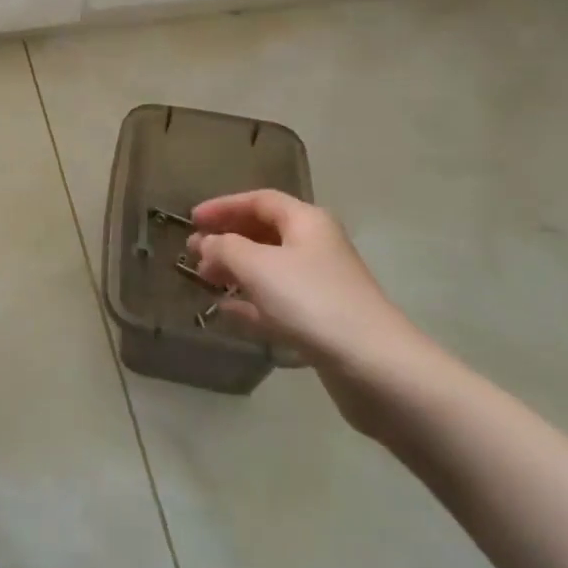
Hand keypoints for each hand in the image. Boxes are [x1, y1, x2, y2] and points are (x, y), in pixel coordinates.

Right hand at [187, 190, 426, 430]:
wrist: (375, 367)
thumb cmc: (312, 301)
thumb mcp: (257, 266)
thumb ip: (225, 248)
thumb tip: (207, 244)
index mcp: (306, 222)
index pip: (259, 201)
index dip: (223, 206)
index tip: (192, 220)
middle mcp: (316, 247)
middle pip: (264, 233)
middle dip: (227, 239)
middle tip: (193, 253)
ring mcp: (320, 286)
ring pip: (269, 269)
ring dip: (235, 271)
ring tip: (204, 280)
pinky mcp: (321, 322)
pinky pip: (277, 302)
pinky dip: (251, 302)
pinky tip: (226, 310)